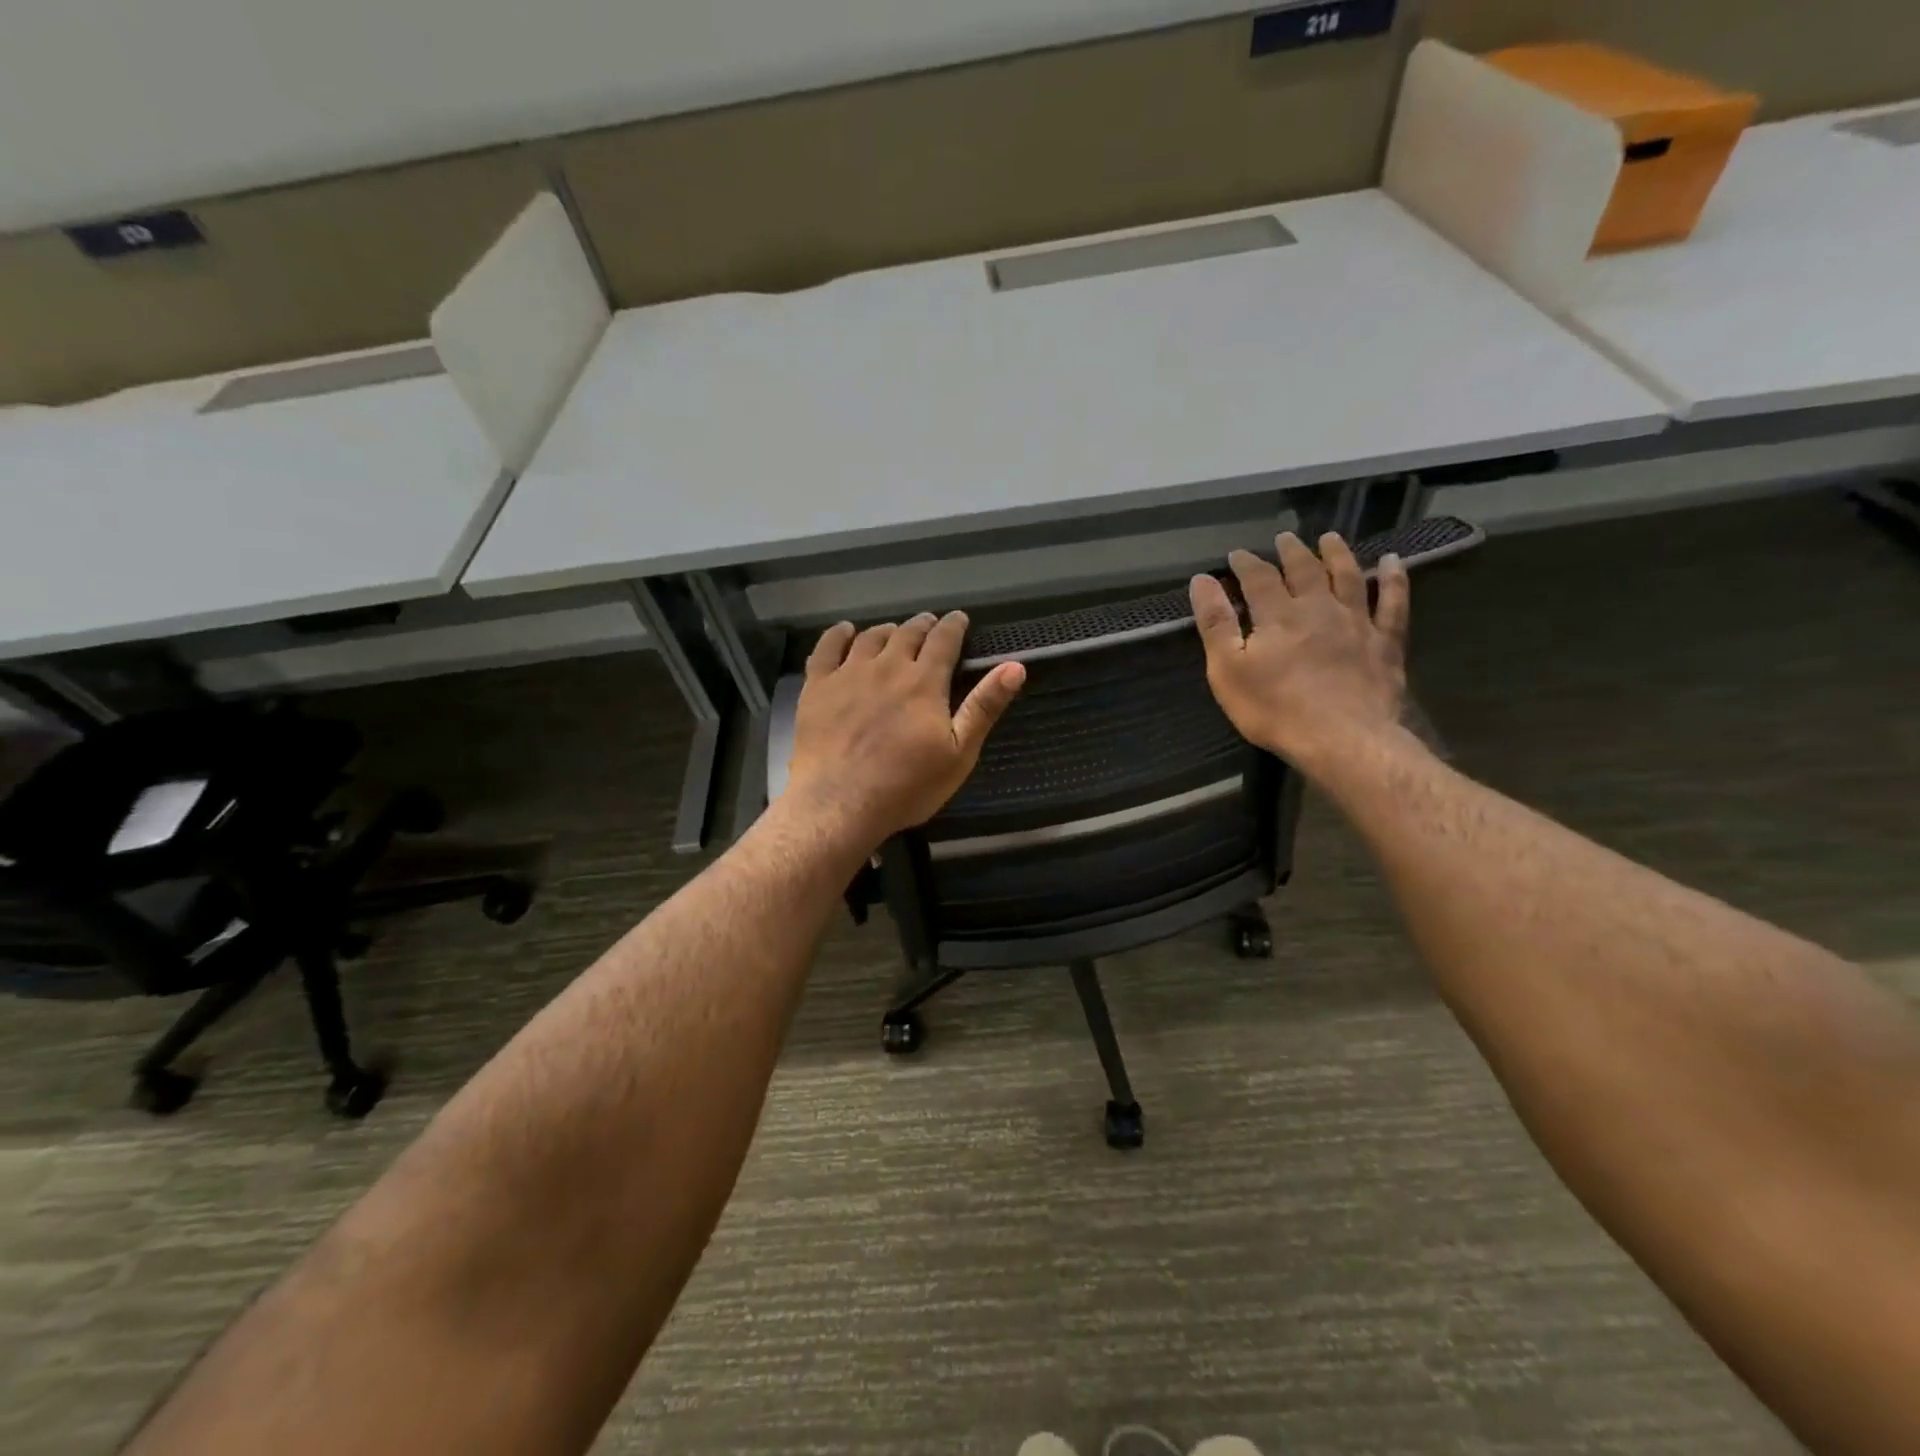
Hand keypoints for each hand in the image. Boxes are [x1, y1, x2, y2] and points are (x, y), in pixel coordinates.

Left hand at [785, 612, 1025, 847]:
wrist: (839, 804)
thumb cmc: (907, 785)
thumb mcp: (959, 753)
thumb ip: (984, 706)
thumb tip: (1015, 666)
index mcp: (924, 682)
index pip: (943, 640)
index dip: (954, 626)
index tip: (959, 619)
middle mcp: (887, 667)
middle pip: (907, 634)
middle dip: (923, 625)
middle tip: (929, 624)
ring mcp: (848, 674)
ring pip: (870, 638)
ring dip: (887, 630)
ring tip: (894, 631)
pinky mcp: (817, 687)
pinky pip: (826, 648)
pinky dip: (838, 635)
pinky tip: (845, 632)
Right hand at [1190, 532, 1410, 770]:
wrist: (1342, 739)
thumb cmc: (1275, 709)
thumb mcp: (1228, 670)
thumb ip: (1215, 624)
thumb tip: (1202, 580)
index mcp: (1278, 615)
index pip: (1259, 578)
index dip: (1246, 563)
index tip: (1237, 554)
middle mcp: (1318, 608)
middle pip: (1305, 570)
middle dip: (1291, 552)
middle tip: (1284, 538)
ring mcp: (1357, 623)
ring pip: (1347, 577)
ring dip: (1337, 554)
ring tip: (1330, 538)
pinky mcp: (1385, 643)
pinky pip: (1393, 603)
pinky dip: (1393, 580)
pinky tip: (1393, 563)